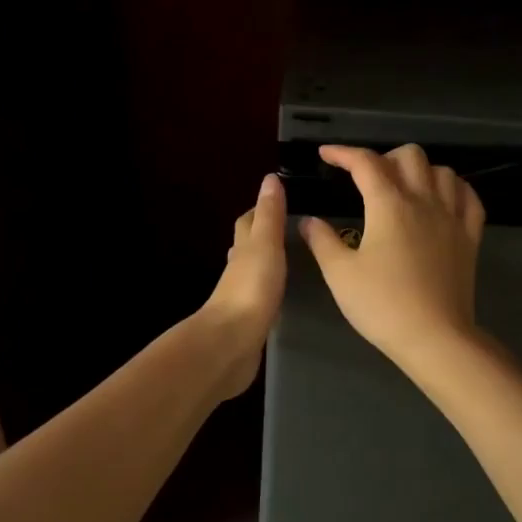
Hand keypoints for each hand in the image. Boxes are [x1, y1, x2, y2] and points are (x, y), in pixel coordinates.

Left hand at [199, 173, 287, 398]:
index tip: (279, 201)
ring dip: (266, 265)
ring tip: (290, 261)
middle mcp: (238, 270)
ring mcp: (241, 297)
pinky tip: (280, 297)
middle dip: (262, 236)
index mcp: (242, 249)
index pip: (248, 222)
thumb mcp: (265, 245)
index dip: (260, 210)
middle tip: (289, 230)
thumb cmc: (250, 289)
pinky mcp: (248, 322)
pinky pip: (260, 299)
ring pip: (253, 273)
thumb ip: (270, 215)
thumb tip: (270, 178)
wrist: (230, 343)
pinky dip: (269, 291)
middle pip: (247, 246)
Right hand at [300, 144, 485, 370]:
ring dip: (420, 170)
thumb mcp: (340, 275)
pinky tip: (442, 199)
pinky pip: (468, 197)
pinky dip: (453, 188)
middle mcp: (424, 201)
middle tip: (366, 177)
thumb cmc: (382, 305)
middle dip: (383, 157)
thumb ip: (322, 241)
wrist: (435, 337)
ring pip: (442, 171)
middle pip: (409, 156)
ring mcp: (452, 217)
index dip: (343, 153)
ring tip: (403, 187)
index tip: (326, 155)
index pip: (365, 163)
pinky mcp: (470, 237)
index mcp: (389, 205)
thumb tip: (309, 221)